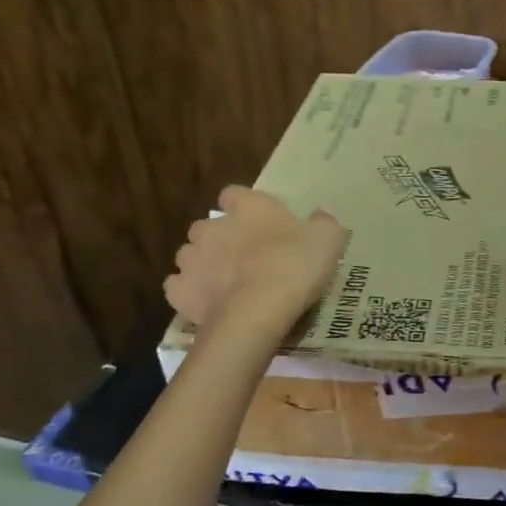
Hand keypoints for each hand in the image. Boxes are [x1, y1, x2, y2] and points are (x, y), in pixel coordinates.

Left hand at [164, 186, 346, 336]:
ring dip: (203, 265)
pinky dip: (188, 293)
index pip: (234, 194)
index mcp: (248, 207)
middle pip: (208, 227)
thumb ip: (325, 223)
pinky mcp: (180, 292)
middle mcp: (213, 227)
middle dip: (220, 239)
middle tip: (243, 257)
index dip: (242, 206)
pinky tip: (206, 303)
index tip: (256, 221)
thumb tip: (324, 212)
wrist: (257, 311)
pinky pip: (177, 287)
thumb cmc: (294, 266)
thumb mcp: (327, 240)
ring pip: (190, 256)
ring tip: (225, 284)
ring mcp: (192, 259)